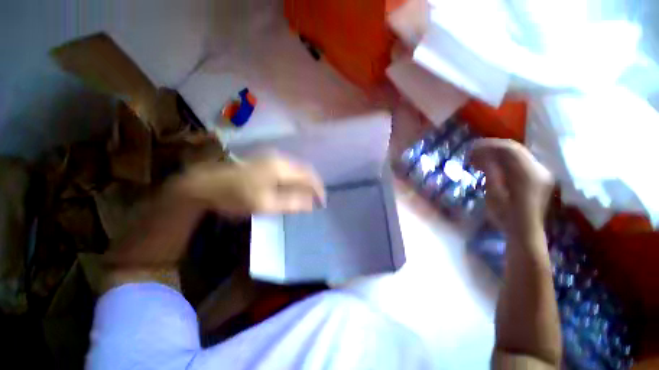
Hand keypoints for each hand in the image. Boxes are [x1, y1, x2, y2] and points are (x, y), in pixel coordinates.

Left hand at [177, 155, 325, 216]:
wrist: (205, 184)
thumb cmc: (235, 196)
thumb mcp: (265, 204)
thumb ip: (291, 203)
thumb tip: (310, 204)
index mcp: (281, 168)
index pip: (308, 176)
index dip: (318, 189)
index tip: (322, 202)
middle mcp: (279, 159)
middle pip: (304, 170)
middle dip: (313, 185)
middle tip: (316, 200)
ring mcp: (271, 158)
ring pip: (296, 169)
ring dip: (304, 182)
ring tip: (307, 195)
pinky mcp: (265, 161)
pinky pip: (288, 169)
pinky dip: (295, 179)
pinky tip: (292, 188)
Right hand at [471, 139, 552, 236]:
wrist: (524, 231)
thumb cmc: (506, 215)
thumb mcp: (494, 193)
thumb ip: (491, 171)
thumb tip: (481, 154)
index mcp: (528, 173)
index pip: (510, 149)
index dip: (489, 145)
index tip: (472, 148)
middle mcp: (538, 169)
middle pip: (514, 150)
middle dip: (492, 149)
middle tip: (473, 153)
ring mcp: (540, 173)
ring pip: (517, 155)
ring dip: (497, 155)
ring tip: (478, 160)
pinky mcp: (537, 178)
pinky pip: (520, 163)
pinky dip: (504, 162)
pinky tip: (490, 166)